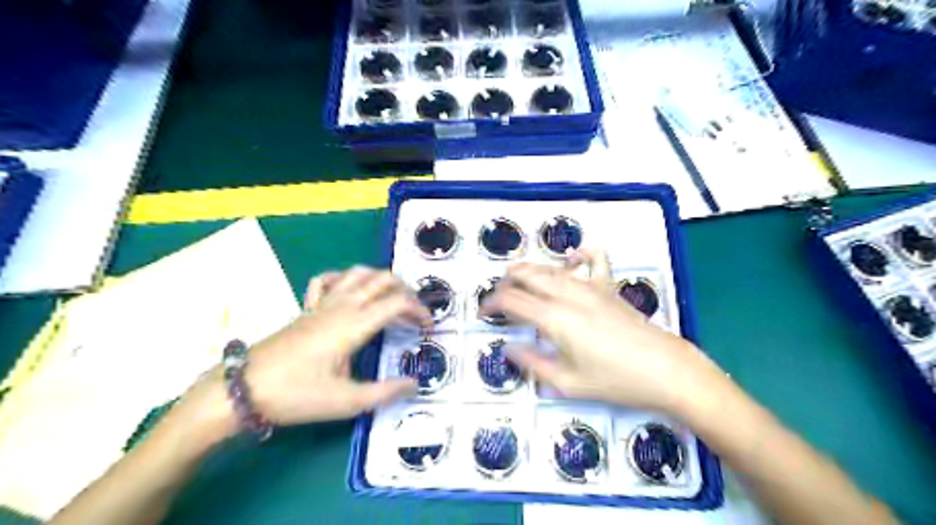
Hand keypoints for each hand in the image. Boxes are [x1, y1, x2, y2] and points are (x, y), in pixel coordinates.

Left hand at [241, 267, 429, 425]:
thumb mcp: (346, 401)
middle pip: (382, 280)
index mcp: (354, 324)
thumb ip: (385, 391)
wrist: (243, 389)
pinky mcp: (307, 308)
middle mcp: (341, 306)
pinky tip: (350, 291)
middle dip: (406, 290)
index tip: (428, 327)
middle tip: (415, 312)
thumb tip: (414, 384)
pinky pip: (327, 280)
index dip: (419, 310)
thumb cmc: (297, 395)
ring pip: (358, 273)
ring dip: (381, 279)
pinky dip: (345, 278)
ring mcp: (322, 304)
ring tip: (392, 297)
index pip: (397, 303)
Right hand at [486, 252, 726, 415]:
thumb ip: (533, 363)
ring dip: (530, 270)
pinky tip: (572, 259)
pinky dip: (580, 255)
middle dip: (507, 282)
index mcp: (554, 318)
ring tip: (517, 277)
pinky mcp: (609, 288)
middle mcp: (569, 295)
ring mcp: (591, 287)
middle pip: (528, 276)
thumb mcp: (568, 382)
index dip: (492, 302)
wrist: (666, 370)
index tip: (483, 312)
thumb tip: (508, 349)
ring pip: (552, 268)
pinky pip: (595, 260)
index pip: (512, 300)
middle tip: (499, 296)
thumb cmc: (615, 381)